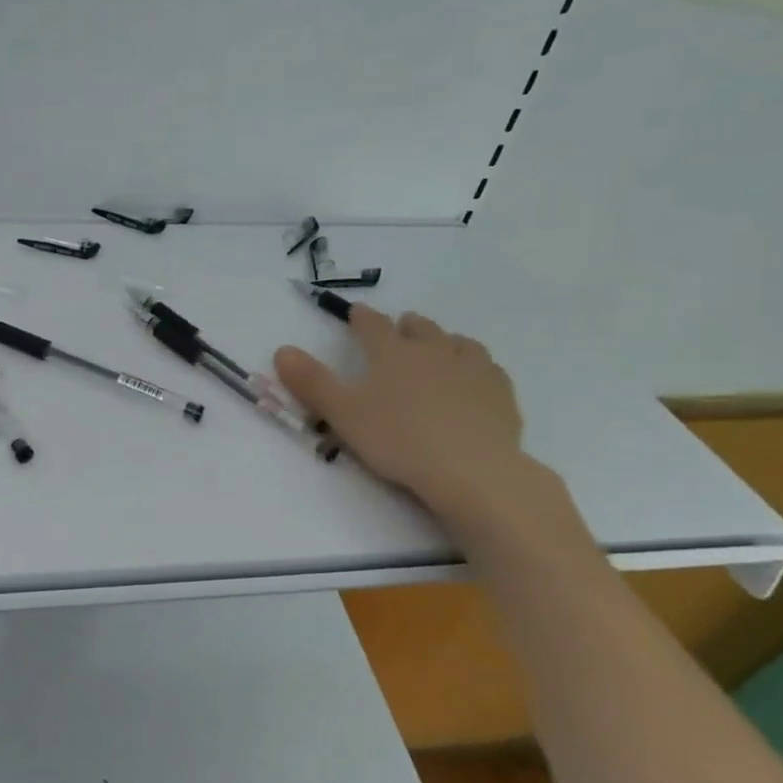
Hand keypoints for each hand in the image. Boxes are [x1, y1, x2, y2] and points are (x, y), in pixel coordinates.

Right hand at [274, 309, 530, 520]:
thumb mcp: (342, 413)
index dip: (362, 318)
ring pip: (458, 343)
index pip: (373, 326)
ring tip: (440, 347)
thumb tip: (282, 350)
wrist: (471, 470)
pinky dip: (476, 366)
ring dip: (444, 341)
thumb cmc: (398, 439)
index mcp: (392, 353)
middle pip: (420, 329)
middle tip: (400, 328)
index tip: (356, 312)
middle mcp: (434, 351)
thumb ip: (311, 382)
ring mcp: (472, 370)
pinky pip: (488, 368)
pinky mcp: (500, 393)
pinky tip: (475, 378)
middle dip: (406, 326)